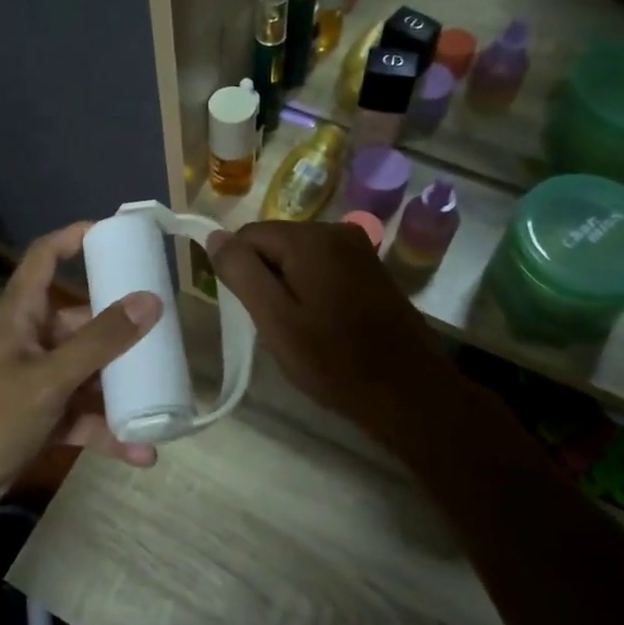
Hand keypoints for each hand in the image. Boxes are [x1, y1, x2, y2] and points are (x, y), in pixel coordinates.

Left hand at [0, 222, 160, 517]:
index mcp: (20, 313)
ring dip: (120, 386)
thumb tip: (151, 300)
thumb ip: (99, 342)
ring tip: (166, 392)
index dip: (74, 238)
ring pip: (87, 372)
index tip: (117, 234)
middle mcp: (30, 340)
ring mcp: (35, 381)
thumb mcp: (47, 378)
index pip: (44, 257)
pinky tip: (141, 451)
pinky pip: (80, 416)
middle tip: (167, 328)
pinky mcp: (39, 419)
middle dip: (121, 328)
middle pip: (81, 320)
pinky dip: (106, 430)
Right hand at [209, 221, 452, 433]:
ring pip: (296, 257)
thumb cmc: (334, 361)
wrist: (409, 394)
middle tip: (276, 326)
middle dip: (265, 279)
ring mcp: (358, 248)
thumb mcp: (275, 320)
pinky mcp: (370, 268)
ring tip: (299, 329)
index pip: (247, 236)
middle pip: (273, 243)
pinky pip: (321, 267)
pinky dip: (310, 289)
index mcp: (311, 239)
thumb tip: (214, 237)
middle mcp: (336, 230)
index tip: (251, 312)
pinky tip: (322, 324)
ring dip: (287, 287)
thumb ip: (241, 273)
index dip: (240, 273)